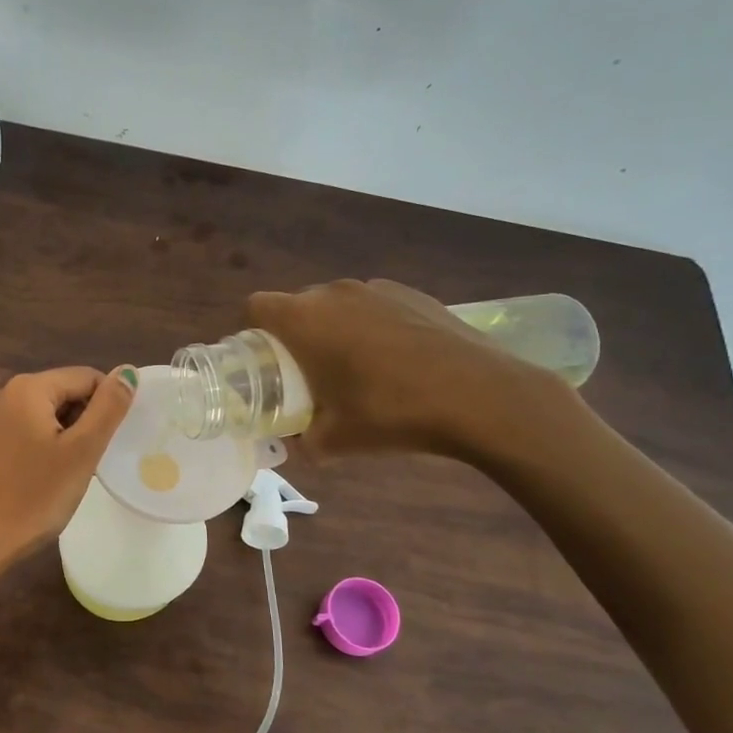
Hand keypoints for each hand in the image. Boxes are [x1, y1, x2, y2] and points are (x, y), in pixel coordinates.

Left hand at [0, 366, 137, 566]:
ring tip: (58, 477)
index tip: (108, 441)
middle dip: (76, 422)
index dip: (105, 405)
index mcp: (26, 389)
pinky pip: (3, 441)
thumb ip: (108, 408)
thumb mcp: (82, 452)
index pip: (84, 377)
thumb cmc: (35, 497)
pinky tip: (24, 485)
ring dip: (49, 438)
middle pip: (54, 396)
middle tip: (86, 463)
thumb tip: (126, 371)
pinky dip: (21, 453)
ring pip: (27, 420)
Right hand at [246, 279, 569, 458]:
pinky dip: (371, 327)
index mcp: (304, 320)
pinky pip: (374, 306)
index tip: (264, 362)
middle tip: (307, 374)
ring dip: (334, 330)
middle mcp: (334, 293)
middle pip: (297, 305)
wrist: (481, 396)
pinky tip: (396, 361)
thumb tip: (297, 444)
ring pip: (337, 305)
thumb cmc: (392, 414)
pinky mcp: (413, 293)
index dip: (252, 332)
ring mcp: (377, 288)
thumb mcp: (335, 441)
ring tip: (356, 368)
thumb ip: (304, 441)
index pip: (256, 306)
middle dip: (294, 336)